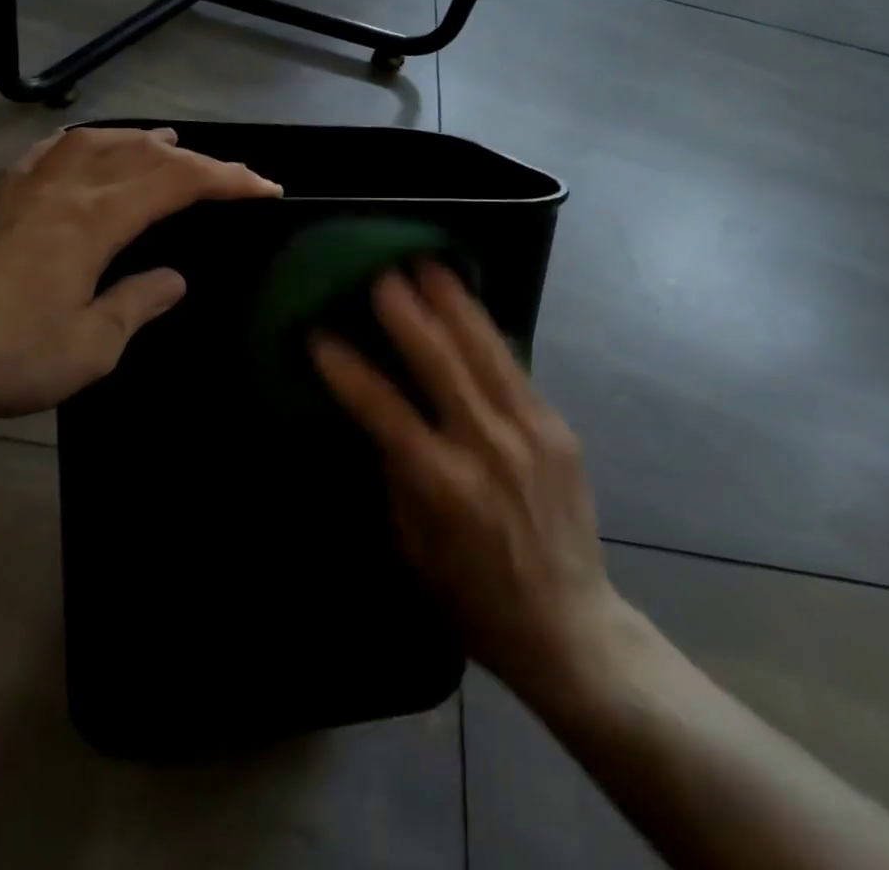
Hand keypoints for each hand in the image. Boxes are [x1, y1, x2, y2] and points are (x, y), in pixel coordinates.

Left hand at [0, 127, 279, 432]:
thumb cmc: (11, 355)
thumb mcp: (92, 345)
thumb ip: (137, 304)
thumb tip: (172, 279)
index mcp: (95, 219)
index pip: (175, 182)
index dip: (227, 179)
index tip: (266, 188)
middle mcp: (64, 191)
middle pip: (139, 155)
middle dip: (193, 159)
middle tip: (227, 172)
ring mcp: (24, 192)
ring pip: (90, 143)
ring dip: (135, 139)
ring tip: (163, 141)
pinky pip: (42, 155)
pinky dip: (74, 143)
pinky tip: (77, 148)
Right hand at [311, 263, 645, 710]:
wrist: (570, 626)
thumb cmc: (473, 597)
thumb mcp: (412, 545)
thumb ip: (394, 472)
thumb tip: (377, 411)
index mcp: (444, 486)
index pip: (384, 411)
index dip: (348, 370)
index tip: (318, 333)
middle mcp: (488, 446)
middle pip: (439, 361)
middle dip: (404, 311)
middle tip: (378, 271)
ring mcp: (529, 430)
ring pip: (482, 348)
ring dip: (451, 301)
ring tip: (427, 261)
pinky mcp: (556, 425)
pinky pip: (512, 365)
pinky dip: (484, 329)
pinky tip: (466, 303)